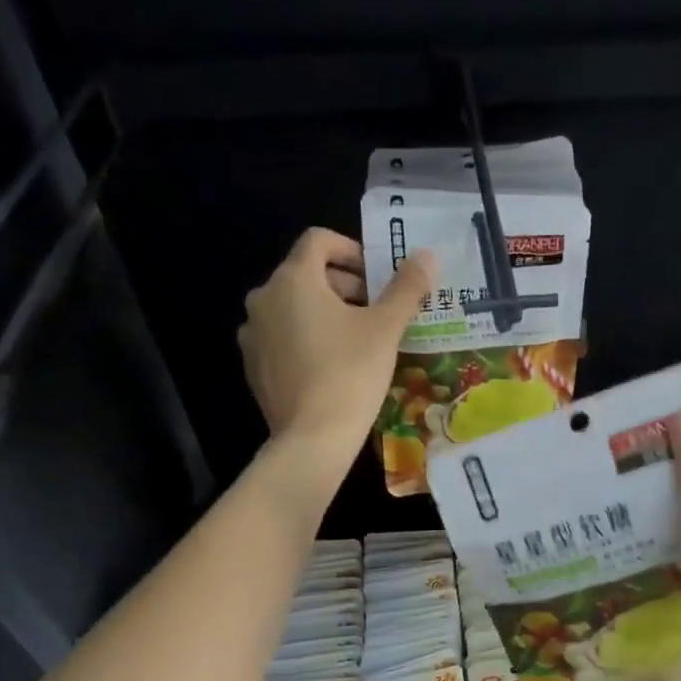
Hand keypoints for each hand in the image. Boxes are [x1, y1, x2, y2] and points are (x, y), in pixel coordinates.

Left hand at [239, 228, 434, 486]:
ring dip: (324, 314)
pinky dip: (305, 341)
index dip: (352, 250)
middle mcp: (264, 298)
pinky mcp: (253, 366)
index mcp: (293, 279)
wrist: (312, 439)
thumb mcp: (386, 329)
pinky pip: (281, 339)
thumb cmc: (351, 374)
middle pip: (305, 275)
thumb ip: (406, 288)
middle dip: (342, 286)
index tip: (377, 277)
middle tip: (374, 312)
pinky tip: (330, 367)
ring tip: (355, 341)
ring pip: (292, 309)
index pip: (319, 241)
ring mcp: (253, 334)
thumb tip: (428, 256)